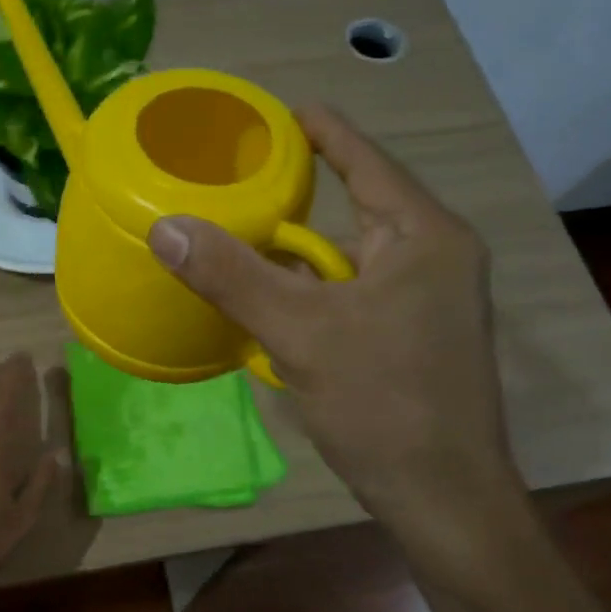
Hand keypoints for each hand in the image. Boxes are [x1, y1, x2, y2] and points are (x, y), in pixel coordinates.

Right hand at [147, 105, 518, 521]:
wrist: (445, 501)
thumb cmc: (386, 405)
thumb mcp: (301, 334)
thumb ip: (233, 276)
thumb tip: (165, 226)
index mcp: (423, 237)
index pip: (366, 162)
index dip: (323, 130)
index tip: (279, 110)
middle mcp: (433, 257)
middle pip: (356, 207)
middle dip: (298, 196)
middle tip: (239, 177)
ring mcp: (427, 300)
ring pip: (349, 258)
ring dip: (299, 253)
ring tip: (240, 236)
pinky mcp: (413, 335)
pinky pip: (353, 293)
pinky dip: (312, 291)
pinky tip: (270, 300)